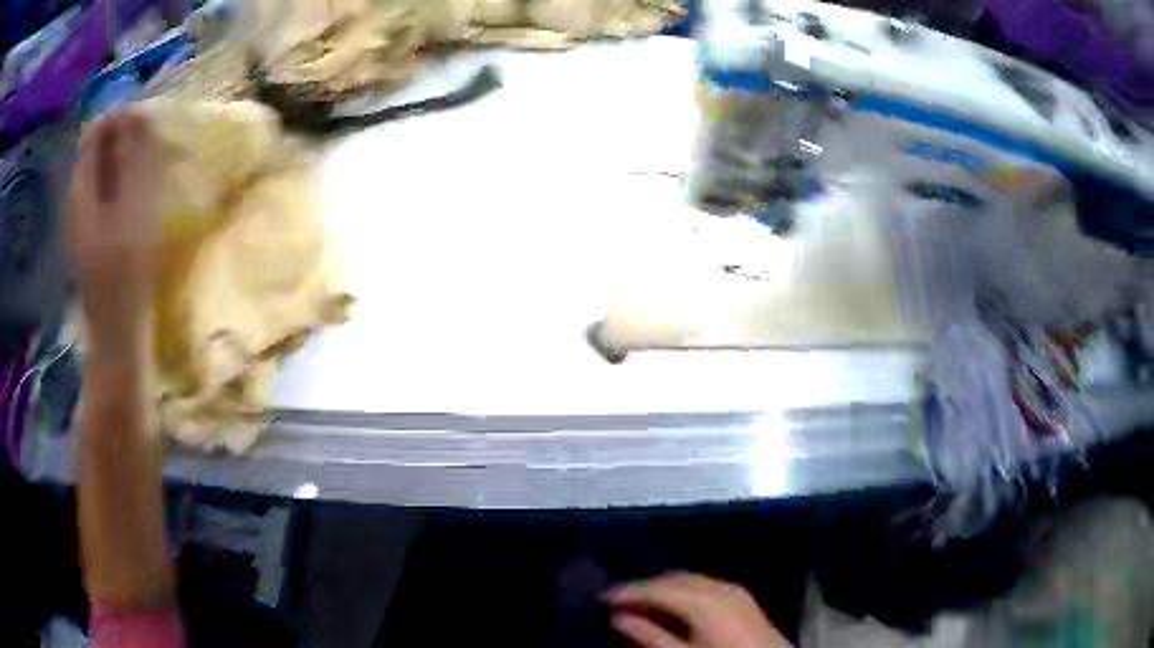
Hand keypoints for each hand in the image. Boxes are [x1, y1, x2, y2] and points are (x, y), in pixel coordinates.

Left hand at [69, 111, 161, 355]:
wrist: (115, 337)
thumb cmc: (125, 278)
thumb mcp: (132, 214)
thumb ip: (132, 162)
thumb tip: (138, 115)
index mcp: (82, 190)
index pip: (96, 130)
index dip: (121, 118)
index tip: (149, 124)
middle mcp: (79, 196)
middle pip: (99, 148)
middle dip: (126, 138)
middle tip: (154, 147)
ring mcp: (84, 216)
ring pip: (104, 168)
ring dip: (128, 160)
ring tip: (152, 170)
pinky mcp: (94, 231)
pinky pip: (107, 190)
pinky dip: (125, 182)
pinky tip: (140, 196)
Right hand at [606, 573, 789, 647]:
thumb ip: (649, 635)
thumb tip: (618, 617)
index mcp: (703, 599)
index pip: (656, 588)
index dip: (627, 591)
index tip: (602, 597)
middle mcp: (719, 586)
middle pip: (673, 579)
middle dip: (645, 587)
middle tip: (620, 600)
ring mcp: (734, 590)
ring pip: (690, 580)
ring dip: (665, 588)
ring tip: (642, 603)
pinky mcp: (743, 598)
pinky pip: (706, 585)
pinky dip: (685, 592)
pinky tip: (675, 606)